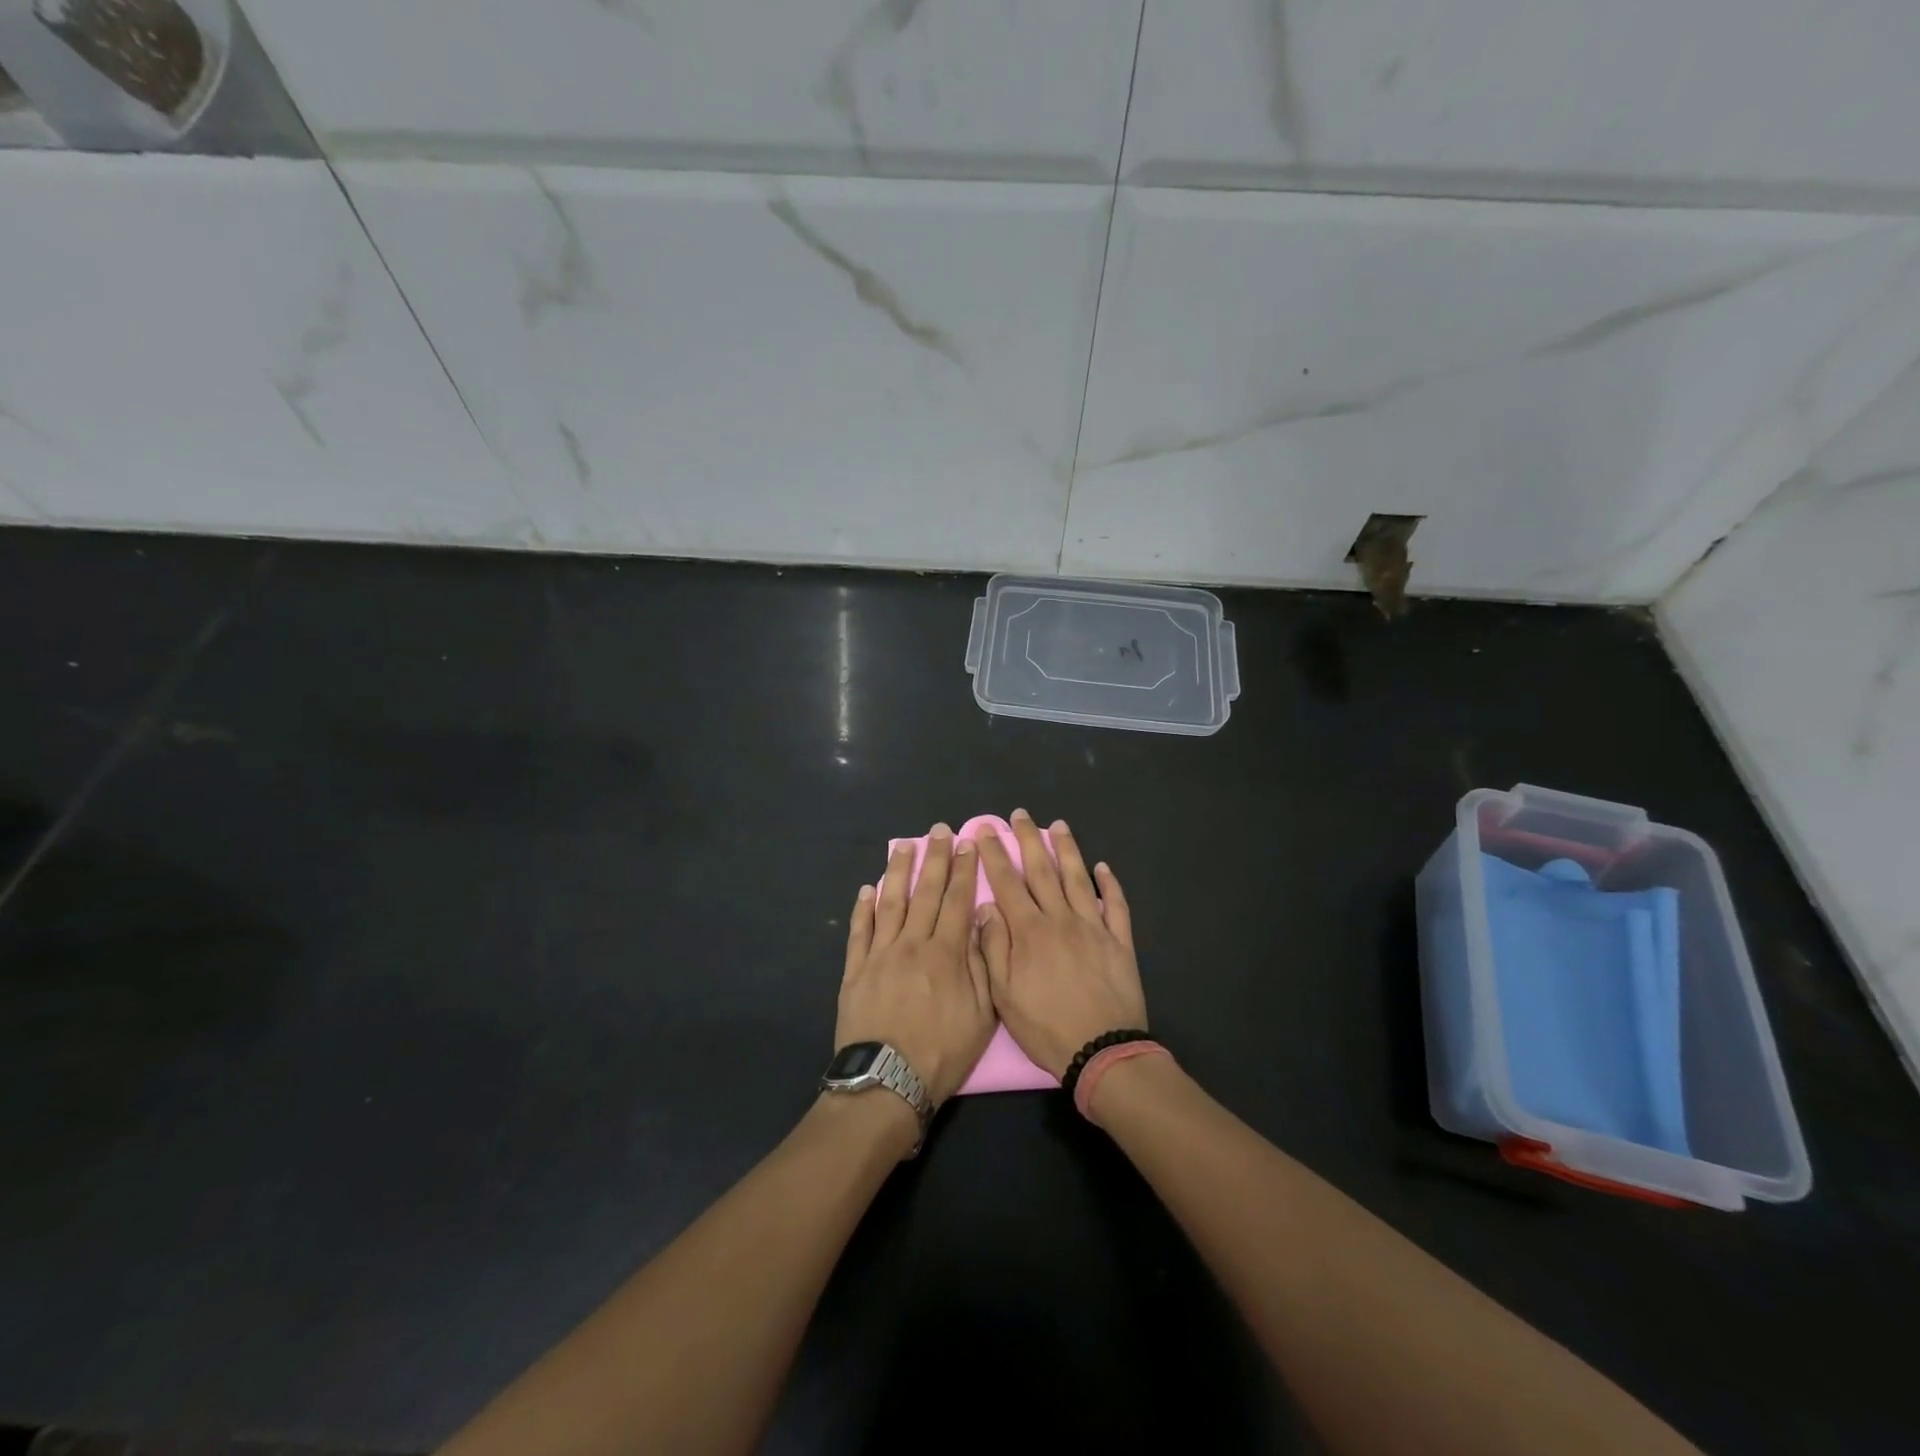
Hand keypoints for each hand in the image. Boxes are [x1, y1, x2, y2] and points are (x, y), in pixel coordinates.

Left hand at [837, 824, 996, 1106]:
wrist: (887, 1081)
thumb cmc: (942, 1052)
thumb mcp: (981, 1015)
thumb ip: (982, 963)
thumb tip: (982, 918)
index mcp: (947, 953)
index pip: (958, 900)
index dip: (965, 870)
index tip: (968, 843)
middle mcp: (913, 943)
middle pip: (926, 892)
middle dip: (935, 858)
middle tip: (939, 830)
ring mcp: (880, 954)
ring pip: (891, 903)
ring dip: (899, 872)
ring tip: (904, 846)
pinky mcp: (855, 970)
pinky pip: (860, 931)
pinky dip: (863, 908)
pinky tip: (868, 890)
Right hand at [974, 809, 1147, 1078]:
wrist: (1103, 1051)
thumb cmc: (1046, 1027)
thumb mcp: (1004, 995)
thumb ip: (993, 947)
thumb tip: (986, 907)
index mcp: (1030, 931)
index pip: (1007, 883)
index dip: (995, 855)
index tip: (985, 830)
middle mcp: (1061, 919)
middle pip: (1042, 871)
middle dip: (1029, 839)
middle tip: (1020, 814)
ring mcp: (1094, 928)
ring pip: (1079, 879)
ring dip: (1068, 850)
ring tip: (1060, 826)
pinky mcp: (1119, 942)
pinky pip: (1116, 906)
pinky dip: (1110, 885)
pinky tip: (1104, 868)